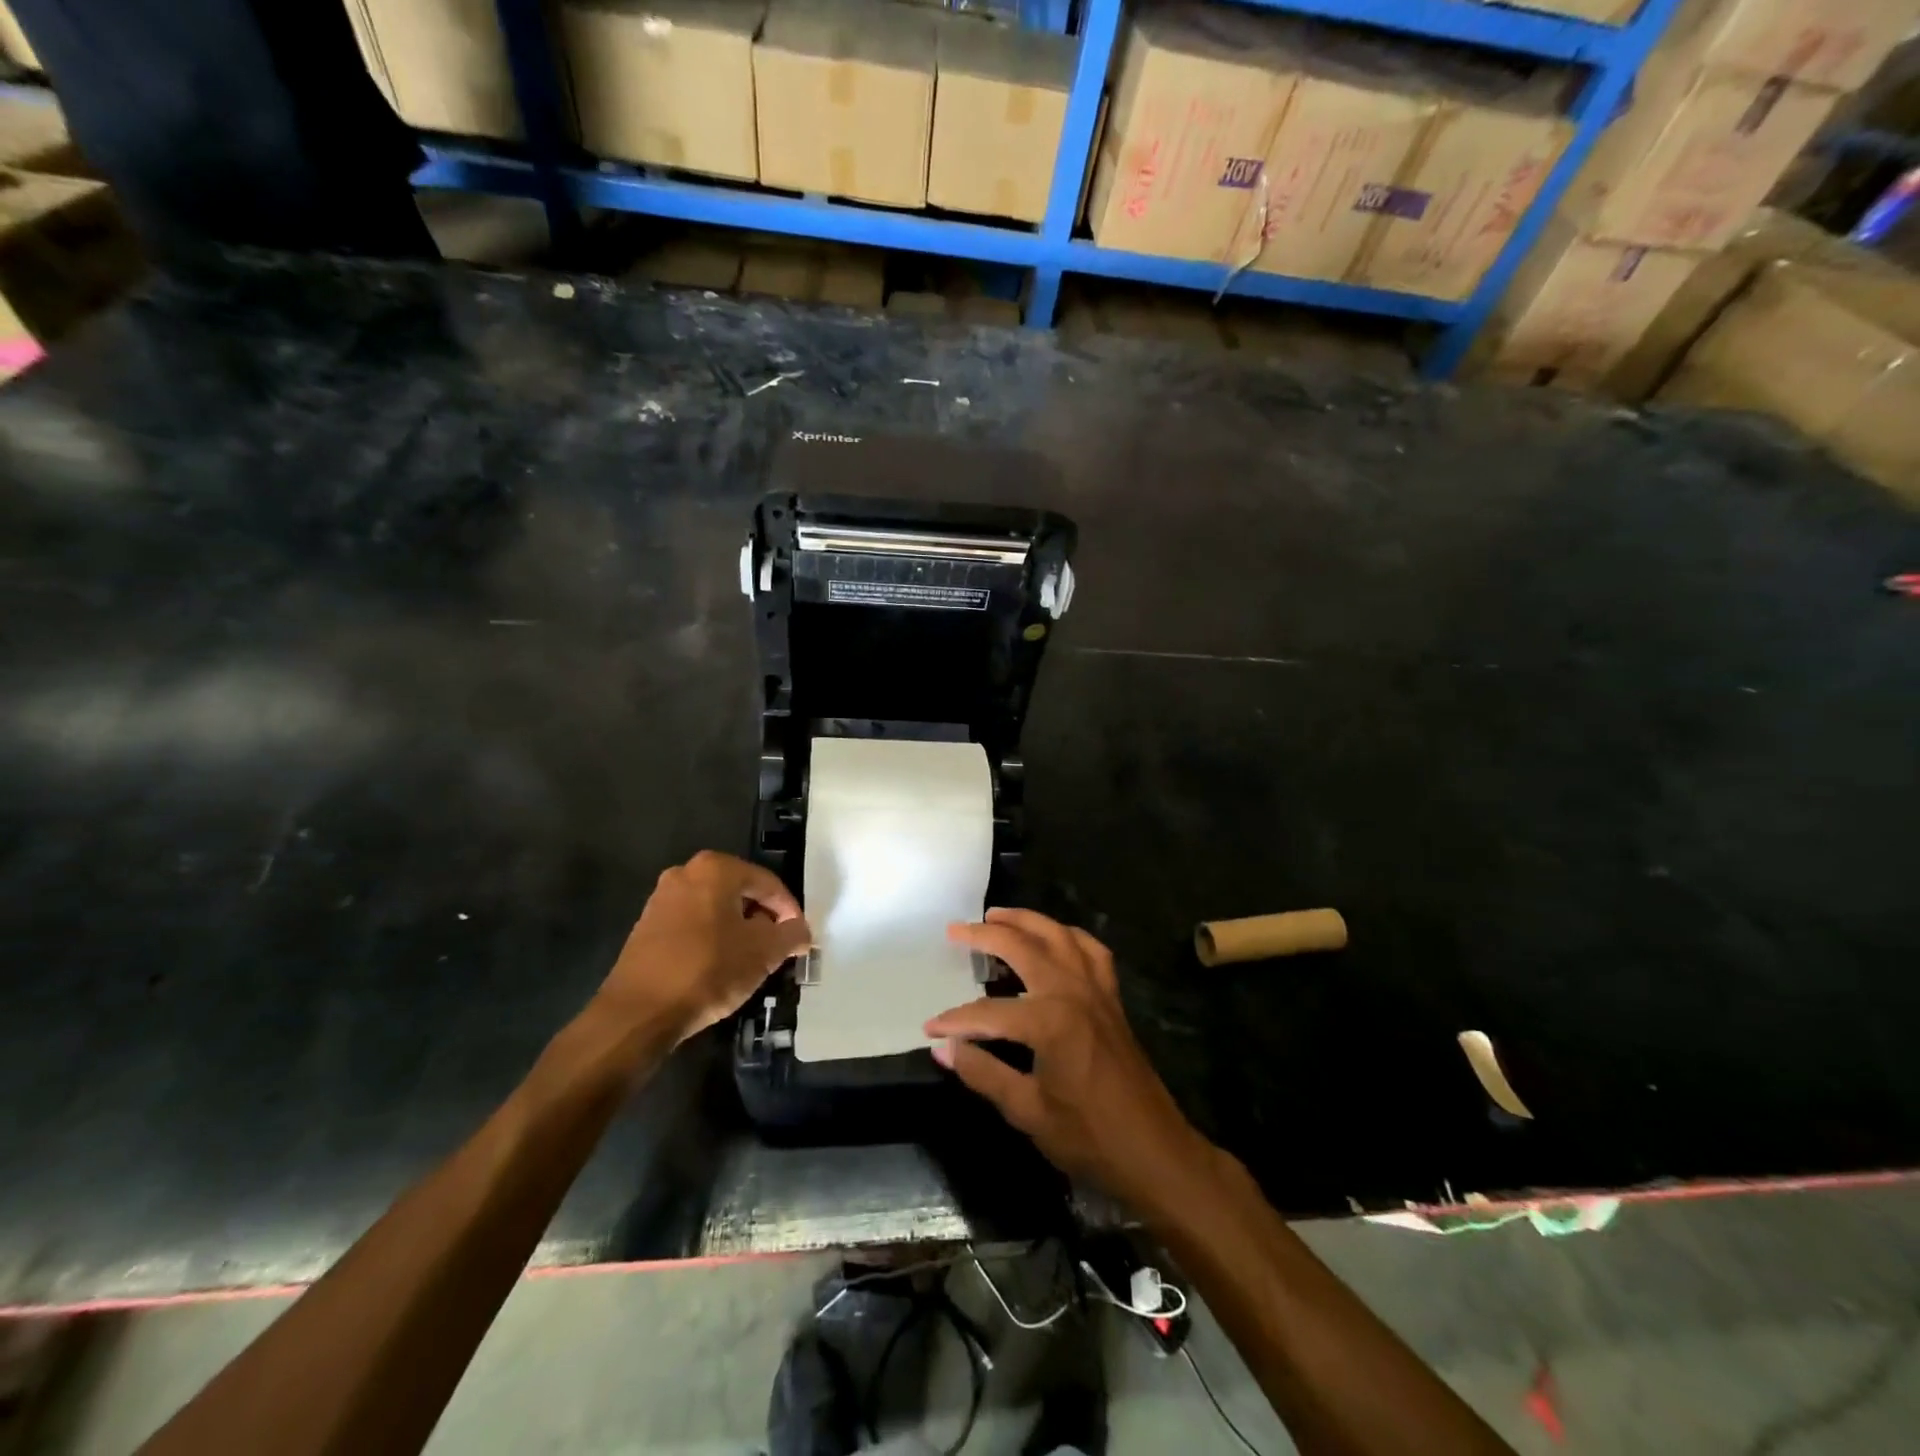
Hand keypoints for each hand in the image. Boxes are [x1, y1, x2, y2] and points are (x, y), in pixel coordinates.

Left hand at [596, 851, 810, 1046]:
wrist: (638, 1012)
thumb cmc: (708, 970)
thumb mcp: (763, 953)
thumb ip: (790, 936)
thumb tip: (801, 932)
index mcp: (716, 869)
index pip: (768, 883)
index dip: (789, 911)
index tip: (799, 937)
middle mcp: (686, 873)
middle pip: (740, 892)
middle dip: (762, 919)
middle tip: (778, 947)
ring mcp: (661, 898)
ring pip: (716, 908)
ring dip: (738, 929)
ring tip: (751, 960)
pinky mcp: (647, 925)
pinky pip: (693, 923)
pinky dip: (712, 938)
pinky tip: (720, 965)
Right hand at [925, 909, 1215, 1215]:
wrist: (1153, 1151)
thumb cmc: (1089, 1137)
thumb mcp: (1027, 1111)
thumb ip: (982, 1073)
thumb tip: (943, 1049)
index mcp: (1050, 1021)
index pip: (988, 1013)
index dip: (955, 1020)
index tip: (930, 1027)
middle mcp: (1072, 992)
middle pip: (1022, 947)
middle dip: (985, 935)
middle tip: (955, 929)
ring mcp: (1096, 989)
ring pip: (1058, 935)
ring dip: (1026, 921)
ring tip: (997, 916)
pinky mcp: (1111, 997)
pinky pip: (1090, 950)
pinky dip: (1068, 936)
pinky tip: (1054, 939)